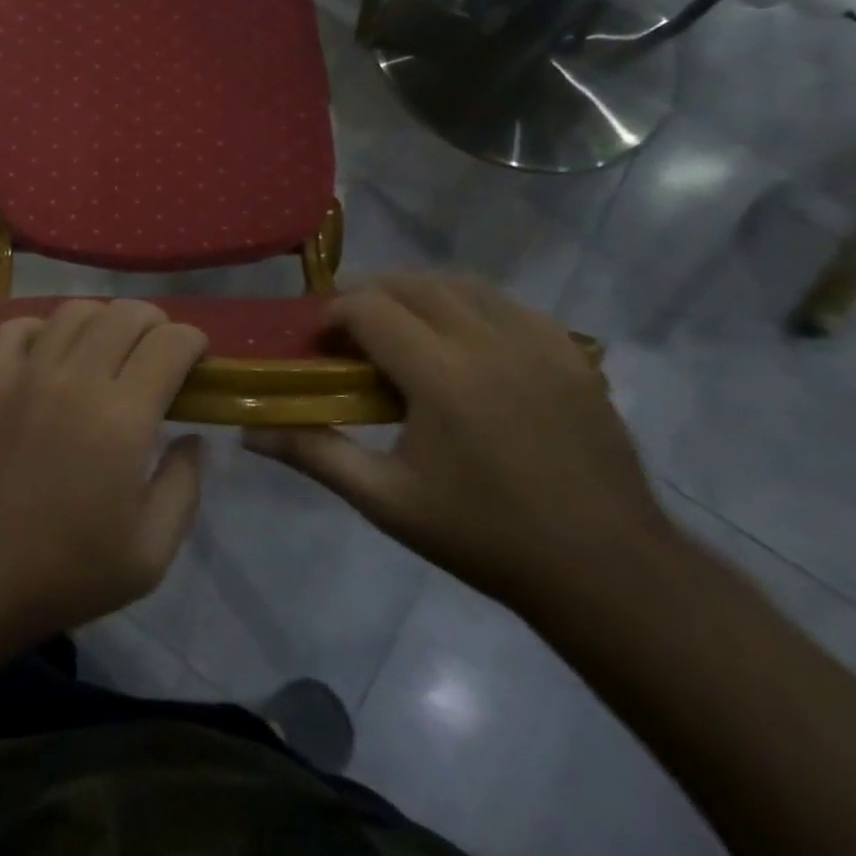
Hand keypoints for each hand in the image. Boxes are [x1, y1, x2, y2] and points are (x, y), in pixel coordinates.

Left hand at [0, 300, 208, 647]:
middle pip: (124, 315)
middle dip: (154, 321)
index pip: (169, 344)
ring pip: (73, 312)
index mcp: (123, 418)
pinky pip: (15, 328)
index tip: (196, 357)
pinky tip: (48, 351)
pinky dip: (41, 328)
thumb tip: (193, 438)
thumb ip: (184, 487)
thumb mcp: (150, 554)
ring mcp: (24, 374)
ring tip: (108, 345)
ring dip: (103, 318)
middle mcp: (76, 380)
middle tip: (158, 348)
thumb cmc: (65, 572)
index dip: (192, 341)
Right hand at [245, 274, 671, 612]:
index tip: (318, 343)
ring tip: (399, 327)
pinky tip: (462, 338)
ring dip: (418, 293)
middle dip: (369, 295)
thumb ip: (315, 453)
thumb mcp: (387, 500)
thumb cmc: (484, 536)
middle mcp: (489, 342)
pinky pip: (509, 304)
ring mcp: (538, 343)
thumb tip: (248, 434)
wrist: (606, 571)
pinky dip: (471, 305)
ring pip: (462, 285)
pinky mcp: (571, 355)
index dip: (333, 315)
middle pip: (412, 285)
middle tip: (349, 332)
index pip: (370, 308)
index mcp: (442, 375)